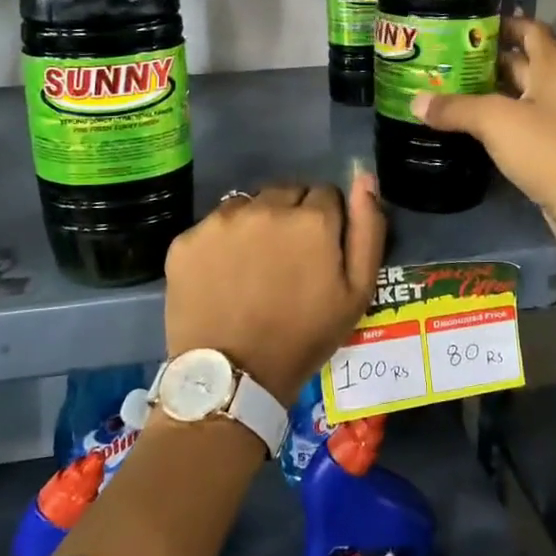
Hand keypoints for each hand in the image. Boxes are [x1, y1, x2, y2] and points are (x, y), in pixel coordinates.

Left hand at [163, 174, 387, 399]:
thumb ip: (367, 229)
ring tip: (253, 266)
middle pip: (287, 193)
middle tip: (287, 259)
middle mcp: (266, 207)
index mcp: (311, 219)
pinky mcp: (187, 238)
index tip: (319, 251)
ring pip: (249, 204)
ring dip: (257, 222)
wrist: (233, 378)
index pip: (326, 194)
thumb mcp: (357, 292)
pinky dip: (221, 242)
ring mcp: (221, 221)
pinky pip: (213, 226)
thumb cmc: (304, 337)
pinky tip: (223, 275)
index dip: (327, 221)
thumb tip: (365, 177)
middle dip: (292, 215)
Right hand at [412, 16, 555, 256]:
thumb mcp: (495, 121)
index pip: (532, 30)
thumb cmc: (546, 149)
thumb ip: (456, 108)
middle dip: (488, 58)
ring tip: (450, 88)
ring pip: (520, 96)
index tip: (470, 23)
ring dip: (490, 91)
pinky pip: (520, 124)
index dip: (505, 23)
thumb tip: (415, 101)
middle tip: (448, 57)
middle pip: (523, 63)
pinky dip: (496, 120)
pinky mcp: (551, 150)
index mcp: (553, 70)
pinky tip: (468, 126)